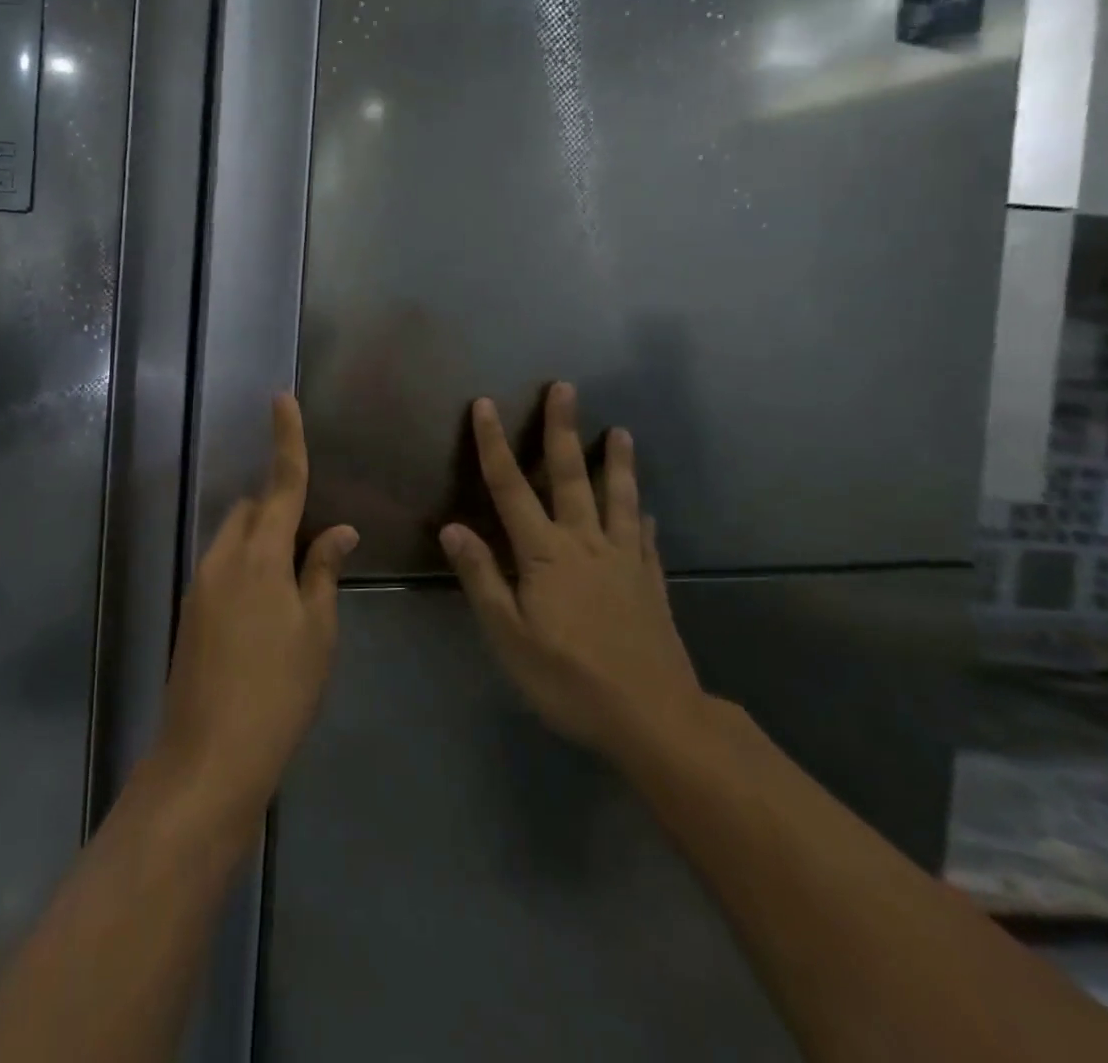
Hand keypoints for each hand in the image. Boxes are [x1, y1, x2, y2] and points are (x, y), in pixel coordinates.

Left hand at [154, 394, 357, 831]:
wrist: (208, 757)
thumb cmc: (279, 692)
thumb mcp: (317, 632)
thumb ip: (323, 572)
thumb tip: (339, 531)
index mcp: (260, 556)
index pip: (281, 484)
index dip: (286, 439)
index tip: (282, 399)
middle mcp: (223, 558)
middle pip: (253, 509)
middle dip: (279, 507)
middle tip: (313, 543)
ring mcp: (200, 583)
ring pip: (235, 537)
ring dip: (263, 539)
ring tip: (294, 582)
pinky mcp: (190, 610)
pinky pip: (223, 565)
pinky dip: (247, 565)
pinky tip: (267, 609)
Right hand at [441, 383, 705, 758]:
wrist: (654, 718)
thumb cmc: (569, 679)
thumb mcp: (509, 636)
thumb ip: (482, 577)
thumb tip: (452, 527)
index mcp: (546, 554)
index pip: (511, 488)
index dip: (494, 444)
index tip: (485, 405)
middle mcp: (586, 544)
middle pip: (572, 477)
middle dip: (563, 430)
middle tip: (565, 388)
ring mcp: (625, 561)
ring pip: (620, 500)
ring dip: (618, 463)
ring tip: (622, 432)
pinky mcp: (651, 584)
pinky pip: (646, 540)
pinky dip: (644, 519)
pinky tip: (650, 512)